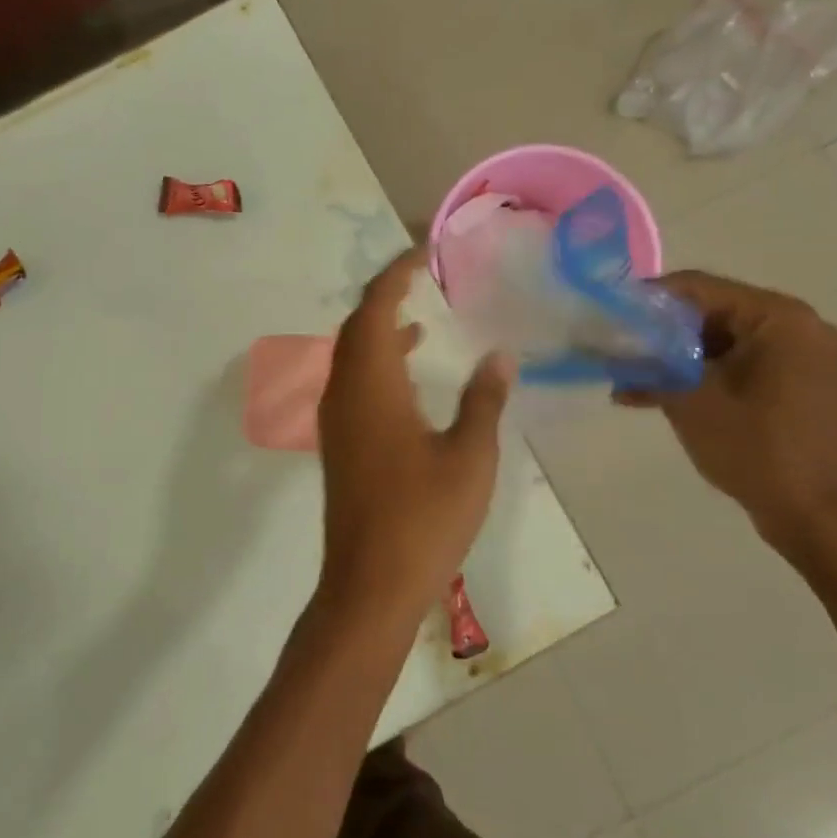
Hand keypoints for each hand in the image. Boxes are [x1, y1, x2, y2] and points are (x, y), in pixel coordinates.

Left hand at [316, 248, 514, 625]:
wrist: (370, 584)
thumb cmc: (424, 518)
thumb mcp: (469, 457)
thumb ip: (483, 400)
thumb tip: (500, 356)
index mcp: (371, 385)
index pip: (374, 309)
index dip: (395, 274)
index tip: (423, 253)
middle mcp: (344, 393)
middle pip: (356, 327)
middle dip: (385, 297)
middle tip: (422, 279)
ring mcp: (336, 421)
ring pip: (351, 357)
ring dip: (380, 332)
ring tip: (421, 322)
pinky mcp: (340, 445)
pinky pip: (353, 385)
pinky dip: (378, 366)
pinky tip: (409, 380)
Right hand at [615, 271, 836, 550]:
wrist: (819, 517)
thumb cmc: (757, 448)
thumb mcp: (691, 399)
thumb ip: (650, 363)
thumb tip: (611, 346)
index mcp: (779, 318)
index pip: (699, 288)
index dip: (647, 299)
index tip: (607, 315)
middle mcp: (795, 327)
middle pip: (709, 313)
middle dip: (657, 334)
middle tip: (612, 349)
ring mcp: (796, 359)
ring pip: (718, 344)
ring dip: (671, 360)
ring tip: (623, 378)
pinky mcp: (791, 387)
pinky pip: (734, 367)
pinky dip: (697, 378)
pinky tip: (649, 396)